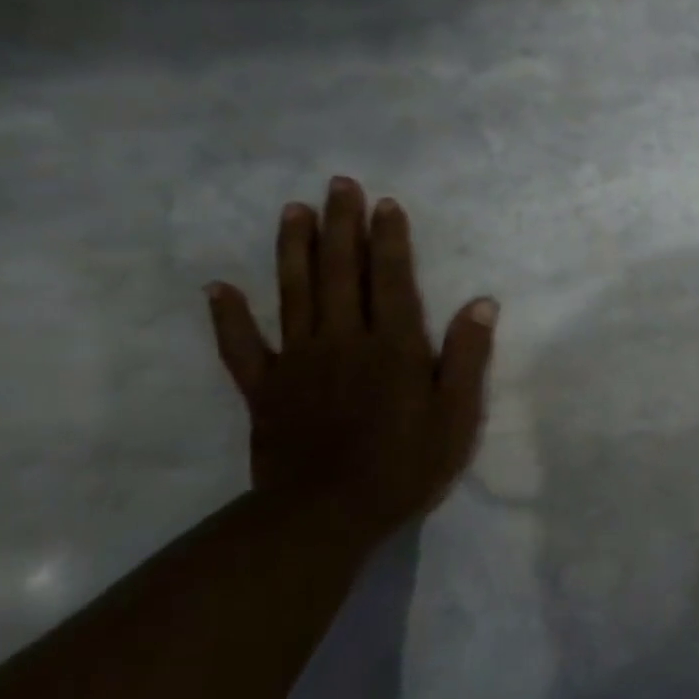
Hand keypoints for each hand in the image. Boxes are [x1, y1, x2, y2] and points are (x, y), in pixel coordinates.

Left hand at [205, 177, 496, 541]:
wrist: (326, 515)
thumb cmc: (406, 465)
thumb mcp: (457, 415)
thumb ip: (468, 357)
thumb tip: (481, 303)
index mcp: (393, 346)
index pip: (392, 279)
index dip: (390, 239)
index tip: (385, 203)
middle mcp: (343, 340)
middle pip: (342, 273)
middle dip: (342, 226)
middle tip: (339, 184)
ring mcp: (298, 362)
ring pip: (294, 294)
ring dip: (293, 250)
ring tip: (292, 210)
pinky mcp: (265, 390)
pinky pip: (242, 348)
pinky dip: (228, 317)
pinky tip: (218, 288)